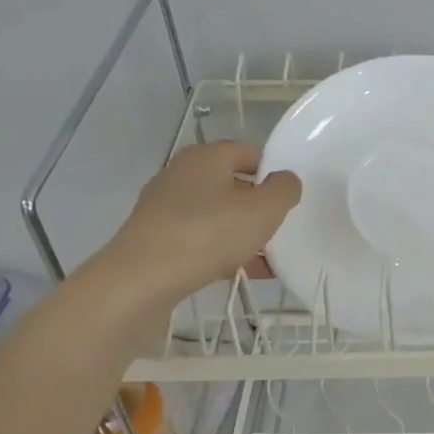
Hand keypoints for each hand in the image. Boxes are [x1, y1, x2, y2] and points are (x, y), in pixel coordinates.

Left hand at [99, 141, 300, 296]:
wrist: (141, 280)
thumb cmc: (208, 234)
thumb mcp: (263, 210)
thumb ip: (284, 190)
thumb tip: (286, 179)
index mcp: (206, 157)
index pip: (248, 152)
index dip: (273, 170)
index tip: (291, 197)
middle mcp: (182, 175)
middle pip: (232, 185)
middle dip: (259, 206)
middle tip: (283, 228)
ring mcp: (165, 208)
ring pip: (217, 215)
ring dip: (243, 233)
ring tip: (268, 258)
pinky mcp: (157, 239)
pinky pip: (200, 240)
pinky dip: (222, 252)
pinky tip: (242, 272)